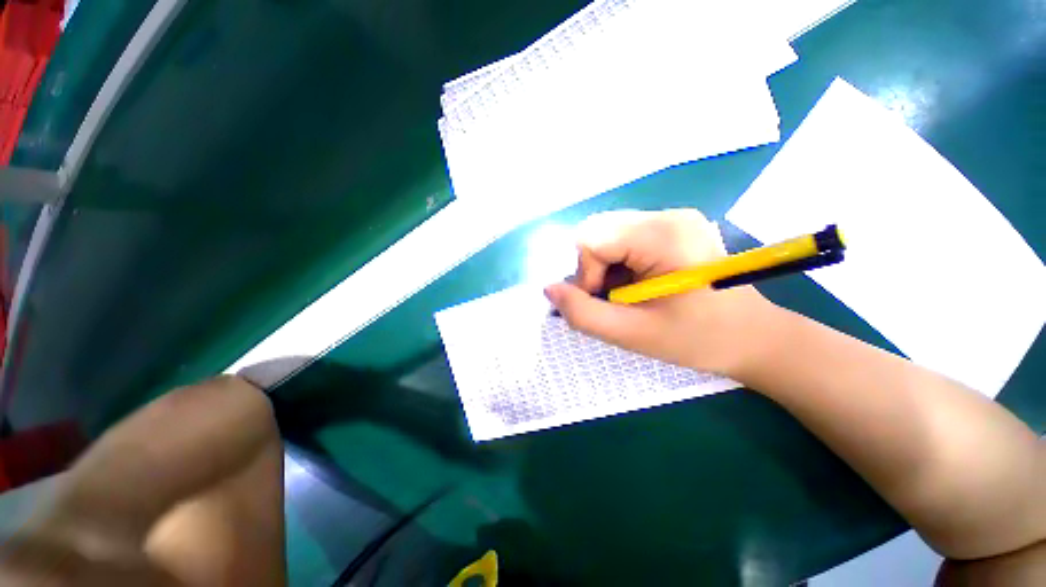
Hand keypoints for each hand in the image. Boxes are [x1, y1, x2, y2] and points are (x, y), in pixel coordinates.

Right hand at [544, 209, 774, 376]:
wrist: (752, 337)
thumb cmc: (697, 339)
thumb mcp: (631, 334)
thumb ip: (583, 313)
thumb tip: (550, 290)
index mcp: (663, 236)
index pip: (592, 239)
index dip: (585, 274)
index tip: (603, 301)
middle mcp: (668, 215)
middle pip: (598, 231)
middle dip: (594, 268)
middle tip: (613, 297)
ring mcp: (673, 217)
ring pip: (608, 234)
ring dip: (605, 266)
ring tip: (627, 293)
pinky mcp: (674, 226)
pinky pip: (625, 237)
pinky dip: (619, 262)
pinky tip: (638, 283)